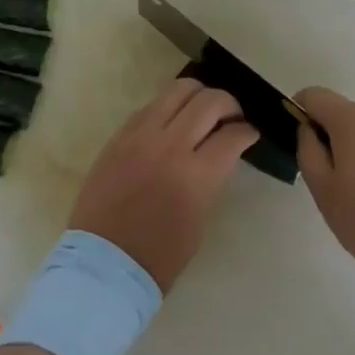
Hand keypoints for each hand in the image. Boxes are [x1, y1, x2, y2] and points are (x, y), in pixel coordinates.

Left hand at [69, 78, 258, 292]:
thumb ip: (212, 178)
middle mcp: (170, 145)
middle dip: (229, 104)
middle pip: (209, 101)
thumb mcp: (200, 219)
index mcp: (196, 176)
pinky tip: (173, 120)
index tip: (250, 134)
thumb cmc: (159, 256)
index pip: (232, 135)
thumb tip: (221, 151)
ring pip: (178, 89)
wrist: (103, 264)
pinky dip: (169, 106)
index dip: (248, 132)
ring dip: (199, 94)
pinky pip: (151, 105)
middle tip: (232, 117)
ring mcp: (142, 135)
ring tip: (203, 108)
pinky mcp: (120, 134)